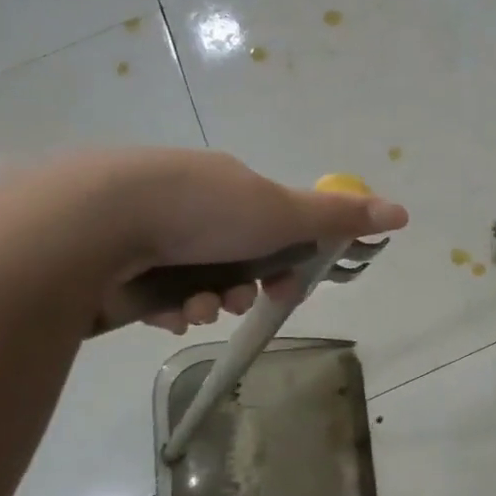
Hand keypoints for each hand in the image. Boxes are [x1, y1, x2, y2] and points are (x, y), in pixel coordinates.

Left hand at [0, 149, 408, 336]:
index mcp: (225, 185)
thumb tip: (402, 212)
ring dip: (204, 301)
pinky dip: (164, 307)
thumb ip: (339, 216)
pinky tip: (159, 310)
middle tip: (237, 299)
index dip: (283, 260)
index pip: (268, 226)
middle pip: (232, 258)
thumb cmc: (201, 209)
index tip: (286, 286)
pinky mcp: (109, 263)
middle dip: (242, 286)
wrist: (93, 219)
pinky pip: (152, 295)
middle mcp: (185, 203)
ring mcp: (143, 232)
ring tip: (191, 306)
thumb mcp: (281, 210)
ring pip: (192, 281)